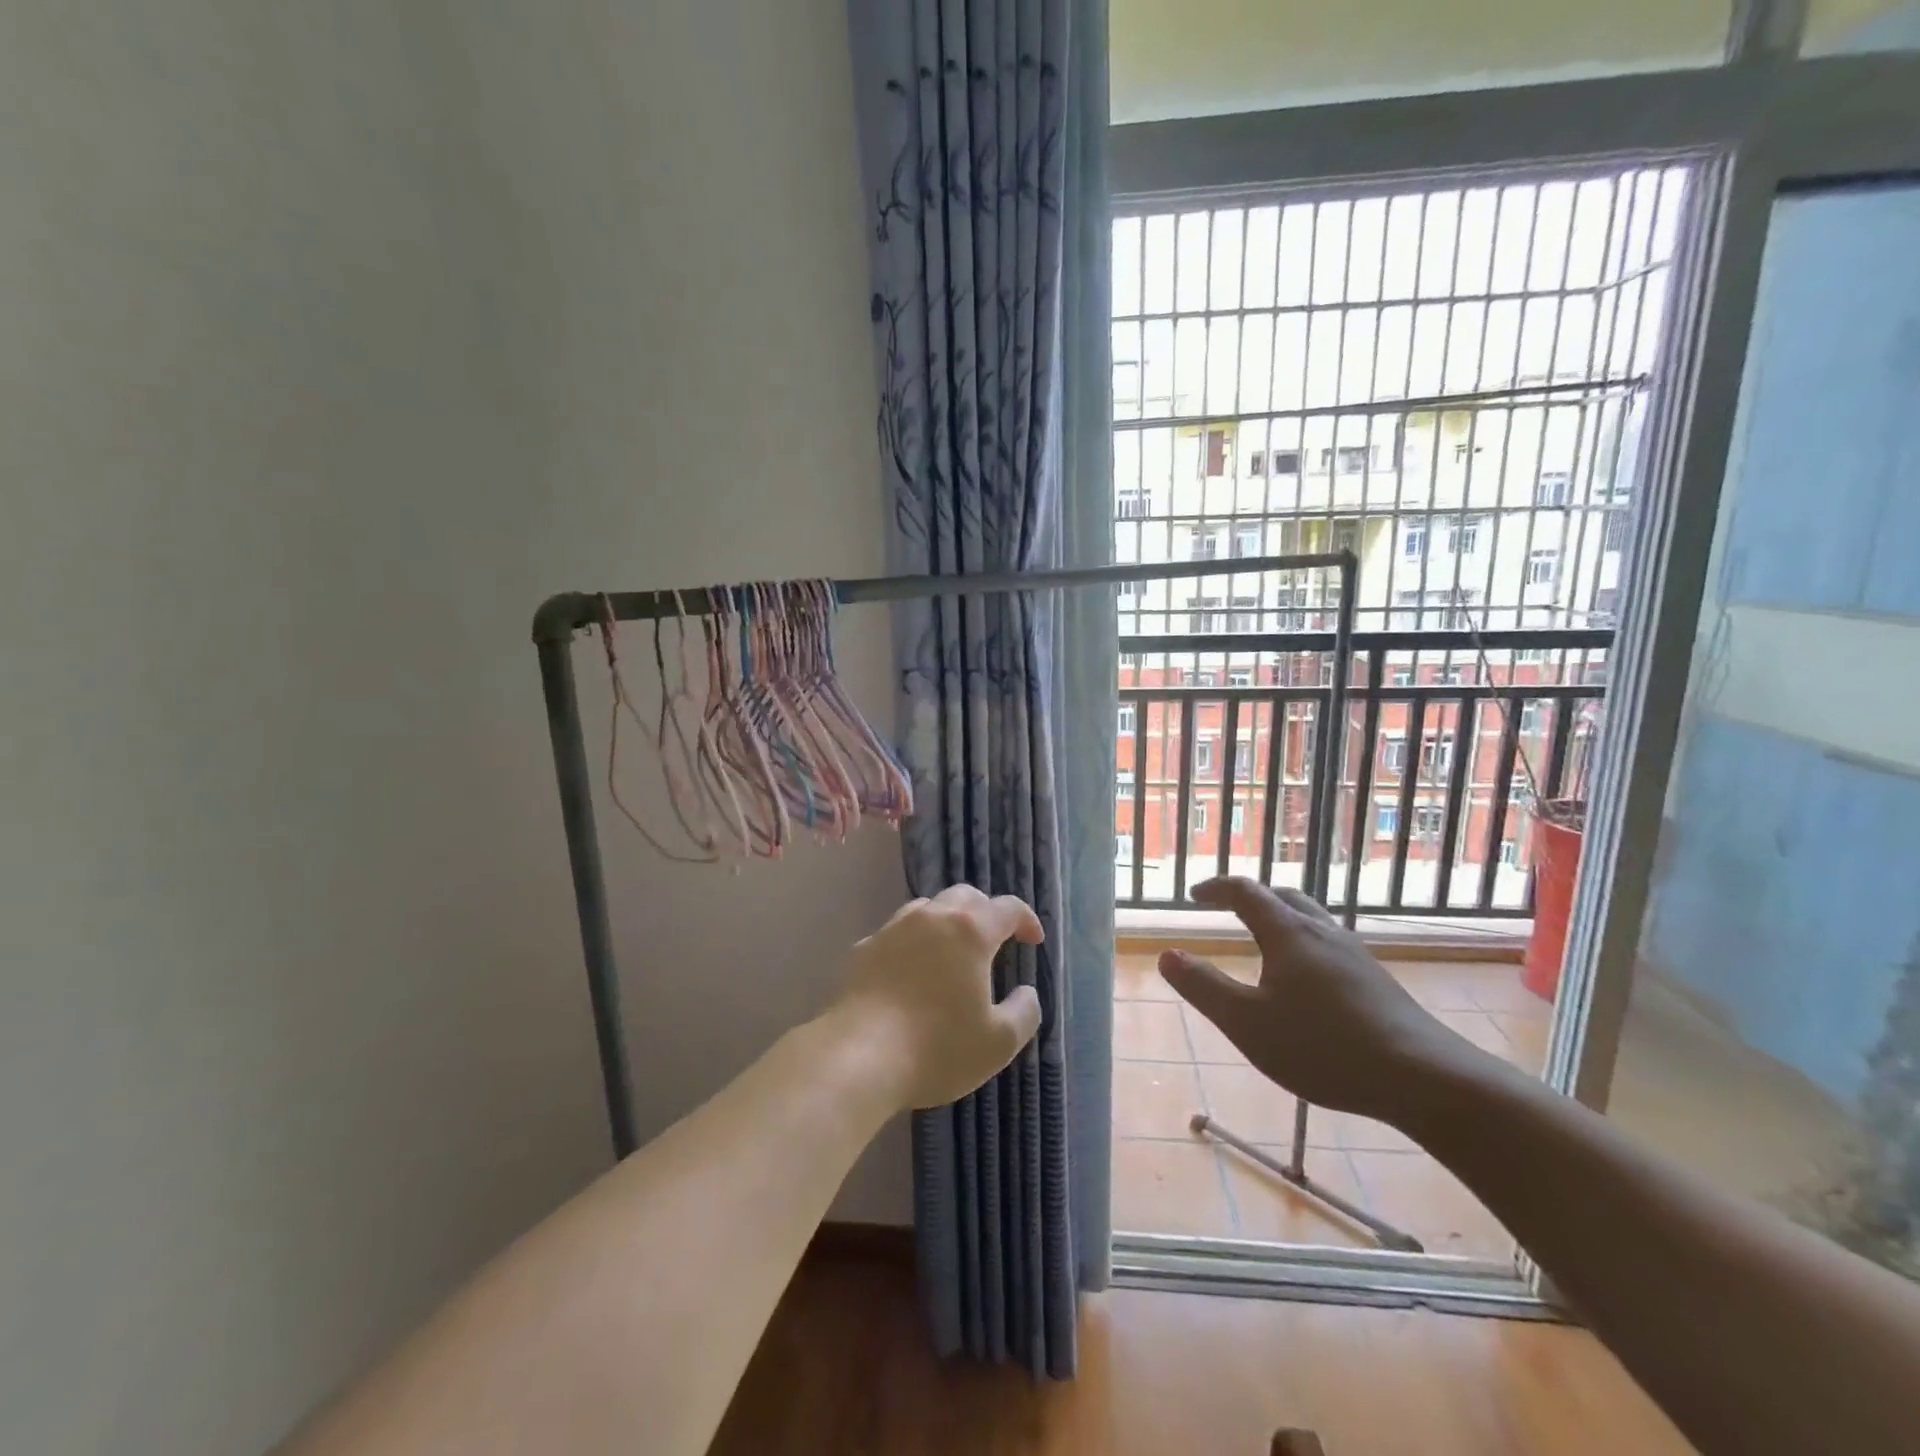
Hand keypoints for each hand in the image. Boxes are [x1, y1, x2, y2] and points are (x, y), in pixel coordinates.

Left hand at [836, 885, 1044, 1110]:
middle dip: (986, 912)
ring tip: (952, 951)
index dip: (1026, 919)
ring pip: (927, 908)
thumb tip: (1027, 992)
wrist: (857, 1057)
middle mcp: (931, 918)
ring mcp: (893, 929)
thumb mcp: (998, 1042)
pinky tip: (911, 972)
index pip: (1008, 908)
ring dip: (947, 921)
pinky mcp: (863, 949)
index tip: (1033, 940)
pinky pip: (896, 933)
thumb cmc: (937, 1048)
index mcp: (970, 931)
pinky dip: (913, 943)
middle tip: (994, 940)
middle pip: (965, 896)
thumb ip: (1024, 1012)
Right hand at [1159, 877, 1481, 1121]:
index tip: (1194, 895)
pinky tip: (1306, 980)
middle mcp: (1322, 931)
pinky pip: (1329, 943)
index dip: (1216, 888)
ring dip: (1280, 918)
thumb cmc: (1323, 1046)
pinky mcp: (1376, 979)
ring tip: (1264, 942)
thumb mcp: (1247, 1022)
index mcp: (1288, 933)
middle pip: (1283, 896)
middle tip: (1227, 909)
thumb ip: (1203, 987)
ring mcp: (1355, 954)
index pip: (1245, 892)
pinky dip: (1304, 943)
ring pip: (1311, 919)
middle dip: (1251, 897)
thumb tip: (1167, 955)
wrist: (1423, 1078)